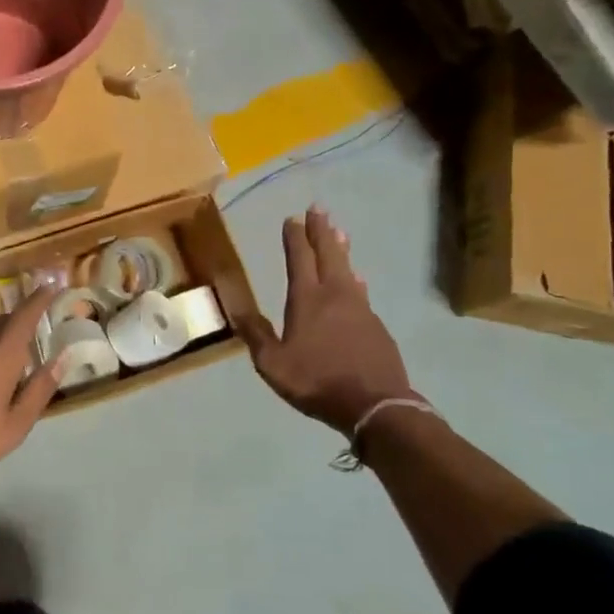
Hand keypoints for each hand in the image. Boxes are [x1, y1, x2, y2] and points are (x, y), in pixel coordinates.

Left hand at [0, 296, 59, 496]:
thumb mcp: (14, 425)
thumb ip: (39, 390)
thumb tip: (62, 359)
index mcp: (0, 357)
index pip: (23, 317)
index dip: (38, 299)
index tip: (50, 285)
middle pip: (1, 324)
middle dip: (19, 322)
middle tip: (35, 329)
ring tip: (10, 360)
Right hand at [247, 205, 414, 435]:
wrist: (374, 404)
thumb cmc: (317, 381)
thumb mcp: (273, 364)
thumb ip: (256, 335)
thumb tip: (237, 309)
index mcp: (307, 300)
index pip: (299, 259)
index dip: (294, 238)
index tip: (292, 219)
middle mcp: (335, 295)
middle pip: (328, 254)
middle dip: (321, 231)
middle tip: (318, 209)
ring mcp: (360, 308)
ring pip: (348, 269)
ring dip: (340, 249)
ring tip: (339, 232)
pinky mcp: (376, 325)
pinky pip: (361, 291)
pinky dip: (354, 278)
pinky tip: (356, 280)